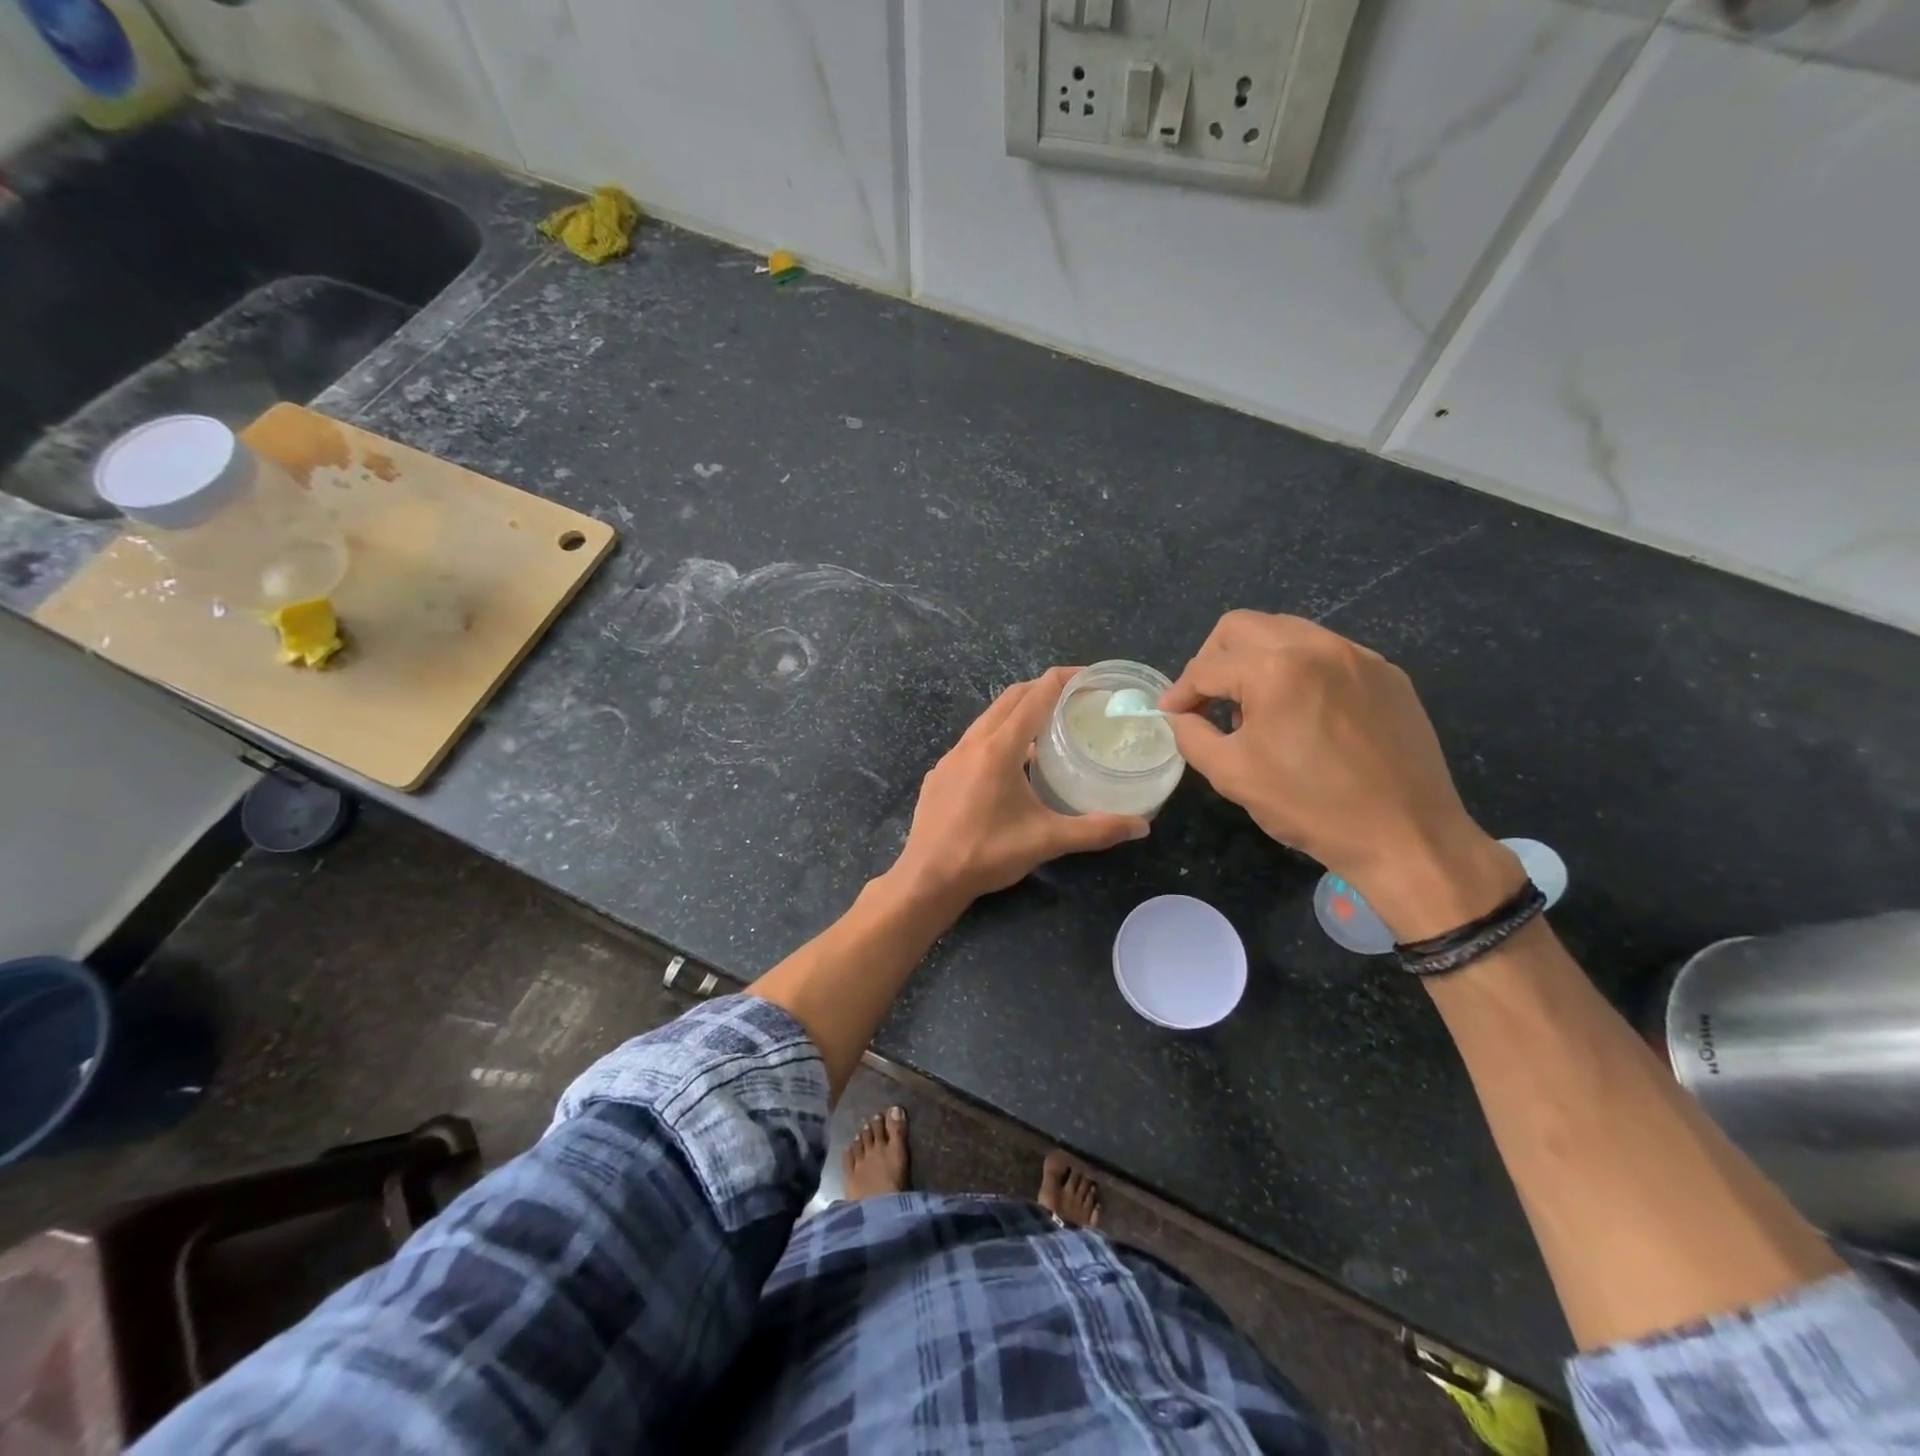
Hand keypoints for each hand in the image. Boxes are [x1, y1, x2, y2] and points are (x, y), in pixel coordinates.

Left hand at [891, 667, 1149, 908]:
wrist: (927, 879)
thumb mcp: (1046, 841)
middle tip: (1074, 698)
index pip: (1035, 697)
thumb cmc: (987, 854)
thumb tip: (1141, 825)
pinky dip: (996, 737)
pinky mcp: (939, 775)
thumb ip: (1095, 830)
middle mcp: (972, 743)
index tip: (1089, 677)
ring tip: (1047, 726)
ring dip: (1017, 713)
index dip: (1063, 680)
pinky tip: (1011, 765)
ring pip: (988, 719)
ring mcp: (950, 758)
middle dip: (1042, 689)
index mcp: (999, 749)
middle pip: (1010, 698)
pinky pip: (972, 742)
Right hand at [1160, 612, 1518, 938]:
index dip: (1180, 692)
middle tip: (1206, 699)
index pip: (1207, 667)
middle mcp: (1317, 646)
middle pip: (1242, 627)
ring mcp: (1358, 656)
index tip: (1170, 715)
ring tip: (1254, 707)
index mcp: (1275, 669)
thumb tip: (1180, 716)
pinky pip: (1326, 654)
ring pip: (1286, 632)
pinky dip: (1298, 671)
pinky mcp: (1387, 674)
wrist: (1408, 837)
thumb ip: (1191, 735)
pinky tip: (1301, 714)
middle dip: (1212, 659)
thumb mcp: (1232, 775)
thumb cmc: (1310, 806)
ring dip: (1254, 660)